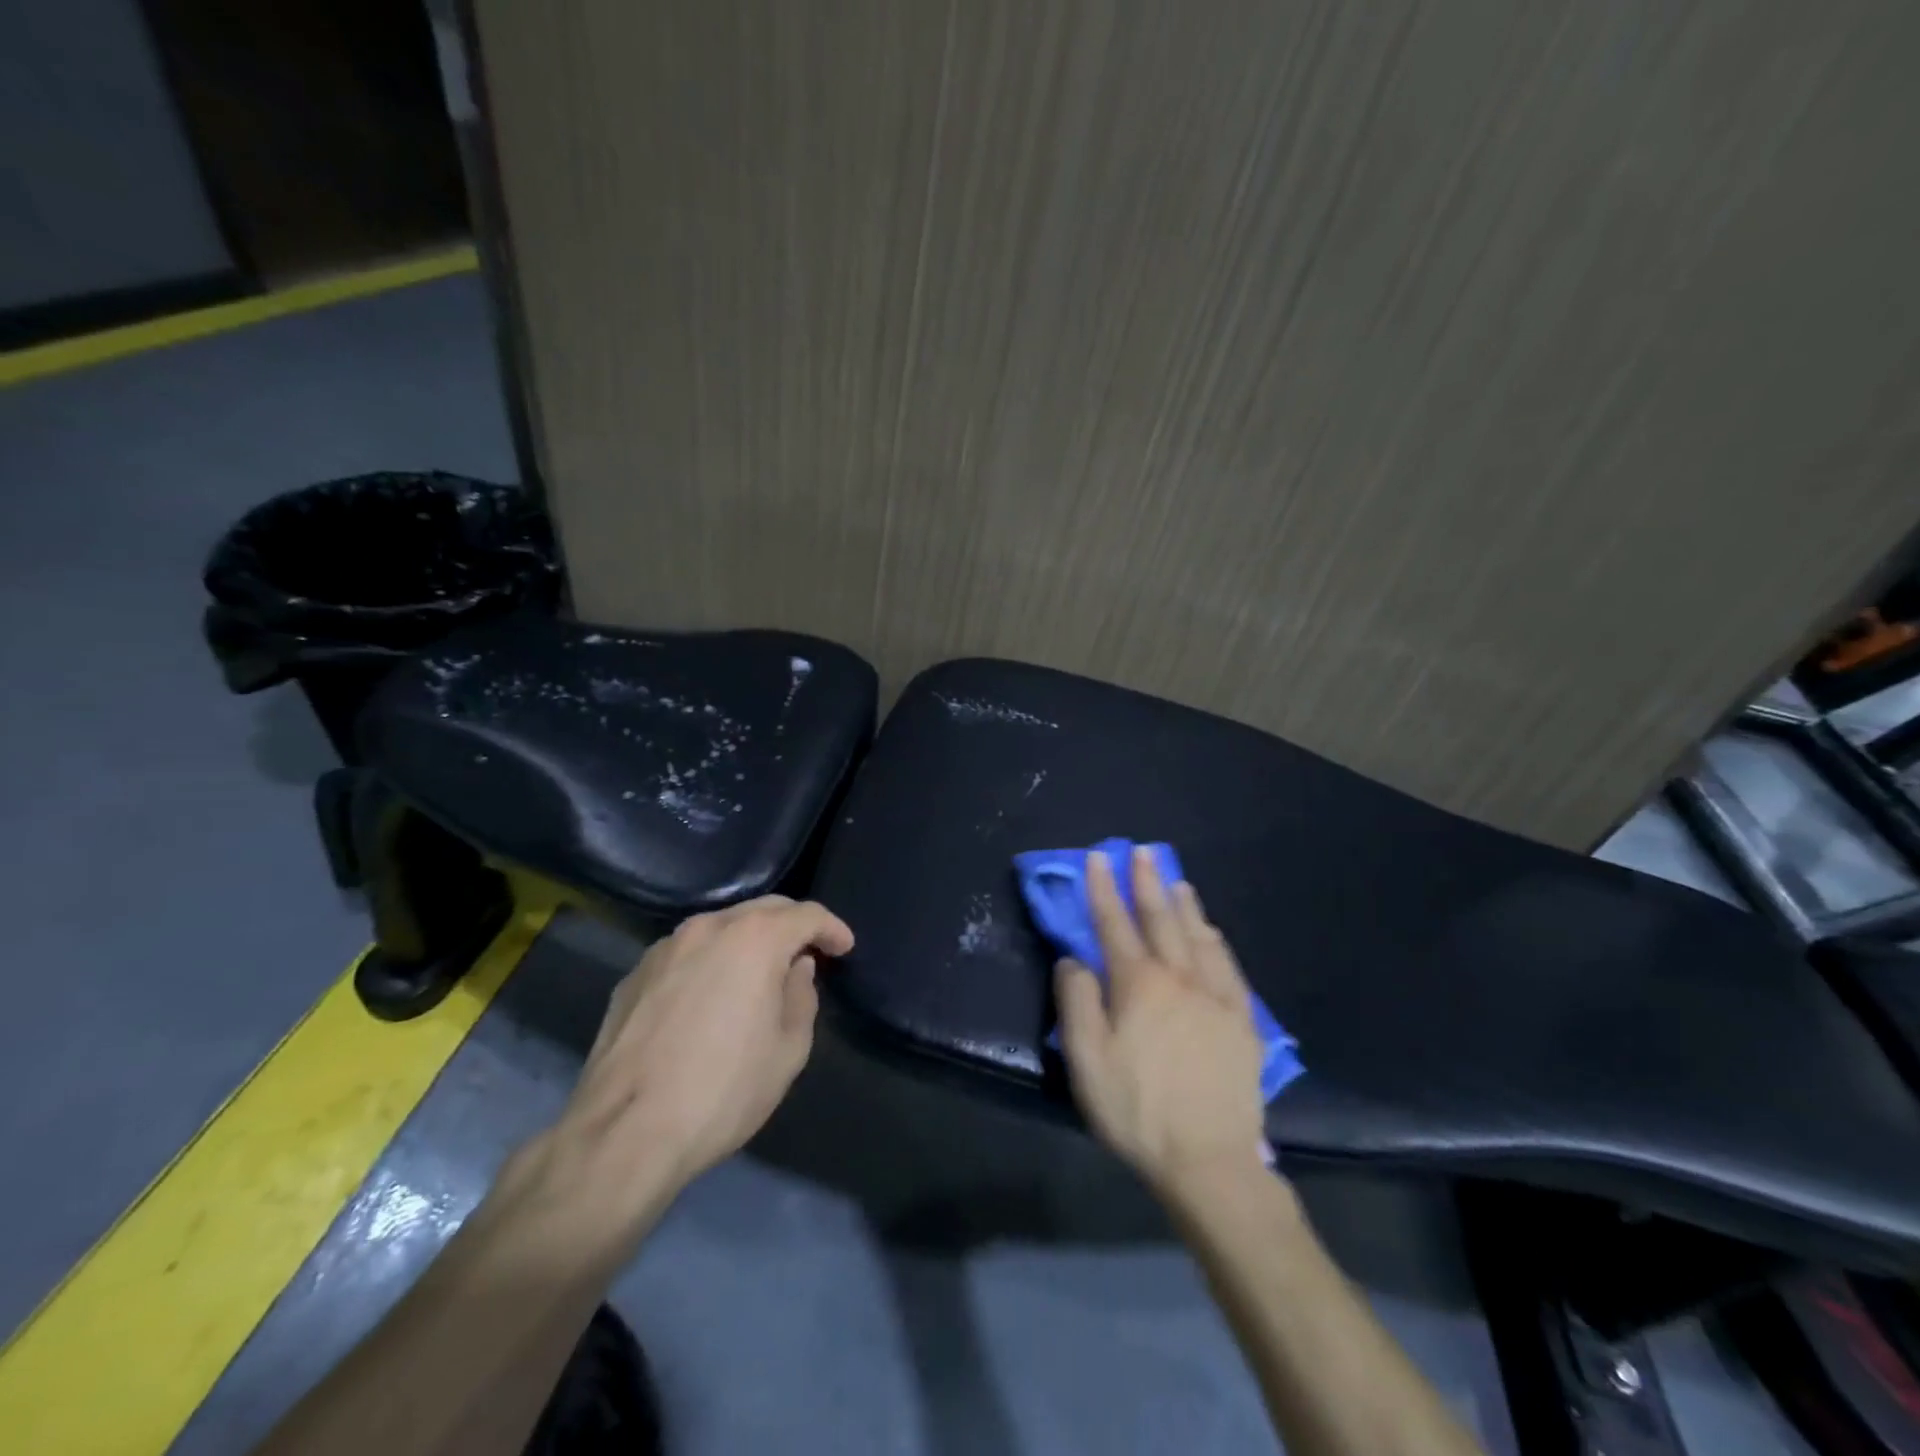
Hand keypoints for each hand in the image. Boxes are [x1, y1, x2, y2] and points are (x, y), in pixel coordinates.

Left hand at [543, 896, 853, 1224]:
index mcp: (754, 939)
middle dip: (791, 925)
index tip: (844, 948)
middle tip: (808, 953)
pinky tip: (709, 997)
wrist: (624, 1133)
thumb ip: (801, 997)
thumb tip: (795, 969)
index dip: (832, 928)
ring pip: (720, 927)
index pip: (806, 915)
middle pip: (763, 909)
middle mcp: (709, 927)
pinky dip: (709, 962)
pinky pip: (686, 954)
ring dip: (748, 941)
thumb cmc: (722, 1090)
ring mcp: (665, 948)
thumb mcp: (788, 1050)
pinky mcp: (633, 975)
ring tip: (758, 973)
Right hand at [1054, 847, 1266, 1195]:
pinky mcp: (1242, 1020)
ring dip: (1184, 904)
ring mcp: (1216, 996)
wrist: (1209, 1160)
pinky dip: (1216, 940)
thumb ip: (1076, 1002)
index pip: (1114, 924)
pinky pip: (1228, 965)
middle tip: (1142, 852)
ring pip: (1198, 935)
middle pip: (1160, 919)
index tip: (1098, 858)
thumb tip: (1074, 960)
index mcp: (1138, 984)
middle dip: (1147, 882)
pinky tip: (1212, 932)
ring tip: (1176, 880)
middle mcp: (1179, 977)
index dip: (1103, 889)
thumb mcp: (1086, 1060)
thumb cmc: (1137, 1109)